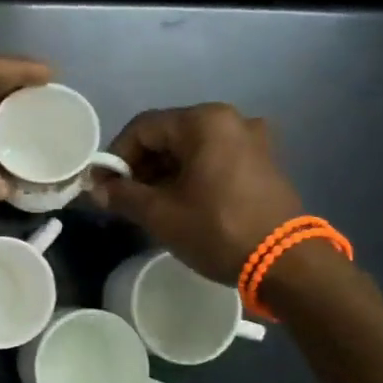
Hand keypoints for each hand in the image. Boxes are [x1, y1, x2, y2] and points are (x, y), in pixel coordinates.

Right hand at [90, 104, 304, 283]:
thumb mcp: (161, 214)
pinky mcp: (263, 162)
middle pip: (168, 135)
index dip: (115, 156)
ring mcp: (252, 140)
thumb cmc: (217, 230)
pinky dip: (191, 175)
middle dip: (140, 165)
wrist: (286, 263)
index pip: (143, 128)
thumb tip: (95, 189)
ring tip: (147, 204)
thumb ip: (123, 195)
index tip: (102, 185)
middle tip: (121, 197)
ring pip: (192, 148)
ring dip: (164, 172)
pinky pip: (215, 159)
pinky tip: (179, 202)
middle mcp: (230, 120)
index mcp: (204, 122)